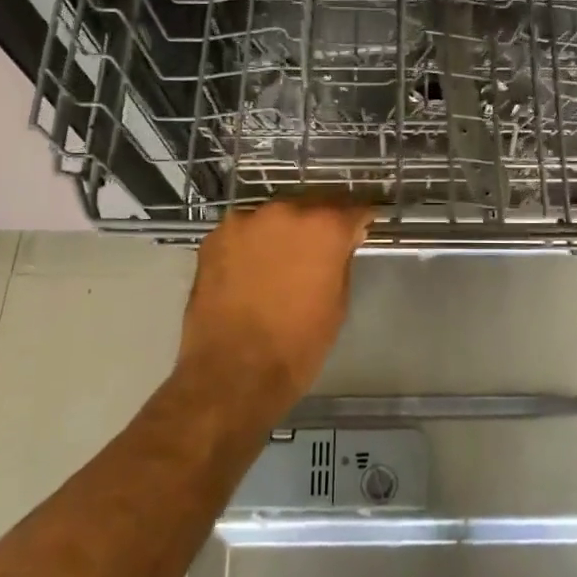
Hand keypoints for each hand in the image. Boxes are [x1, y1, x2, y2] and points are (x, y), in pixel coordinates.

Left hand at [176, 197, 376, 414]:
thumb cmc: (298, 344)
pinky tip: (253, 268)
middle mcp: (285, 211)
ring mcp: (245, 221)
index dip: (361, 218)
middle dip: (322, 220)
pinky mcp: (215, 237)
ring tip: (284, 257)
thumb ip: (340, 261)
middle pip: (312, 204)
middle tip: (323, 244)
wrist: (233, 372)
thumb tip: (340, 244)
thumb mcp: (337, 303)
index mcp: (324, 226)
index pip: (354, 207)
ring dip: (285, 229)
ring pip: (275, 216)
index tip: (362, 228)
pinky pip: (245, 231)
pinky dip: (254, 242)